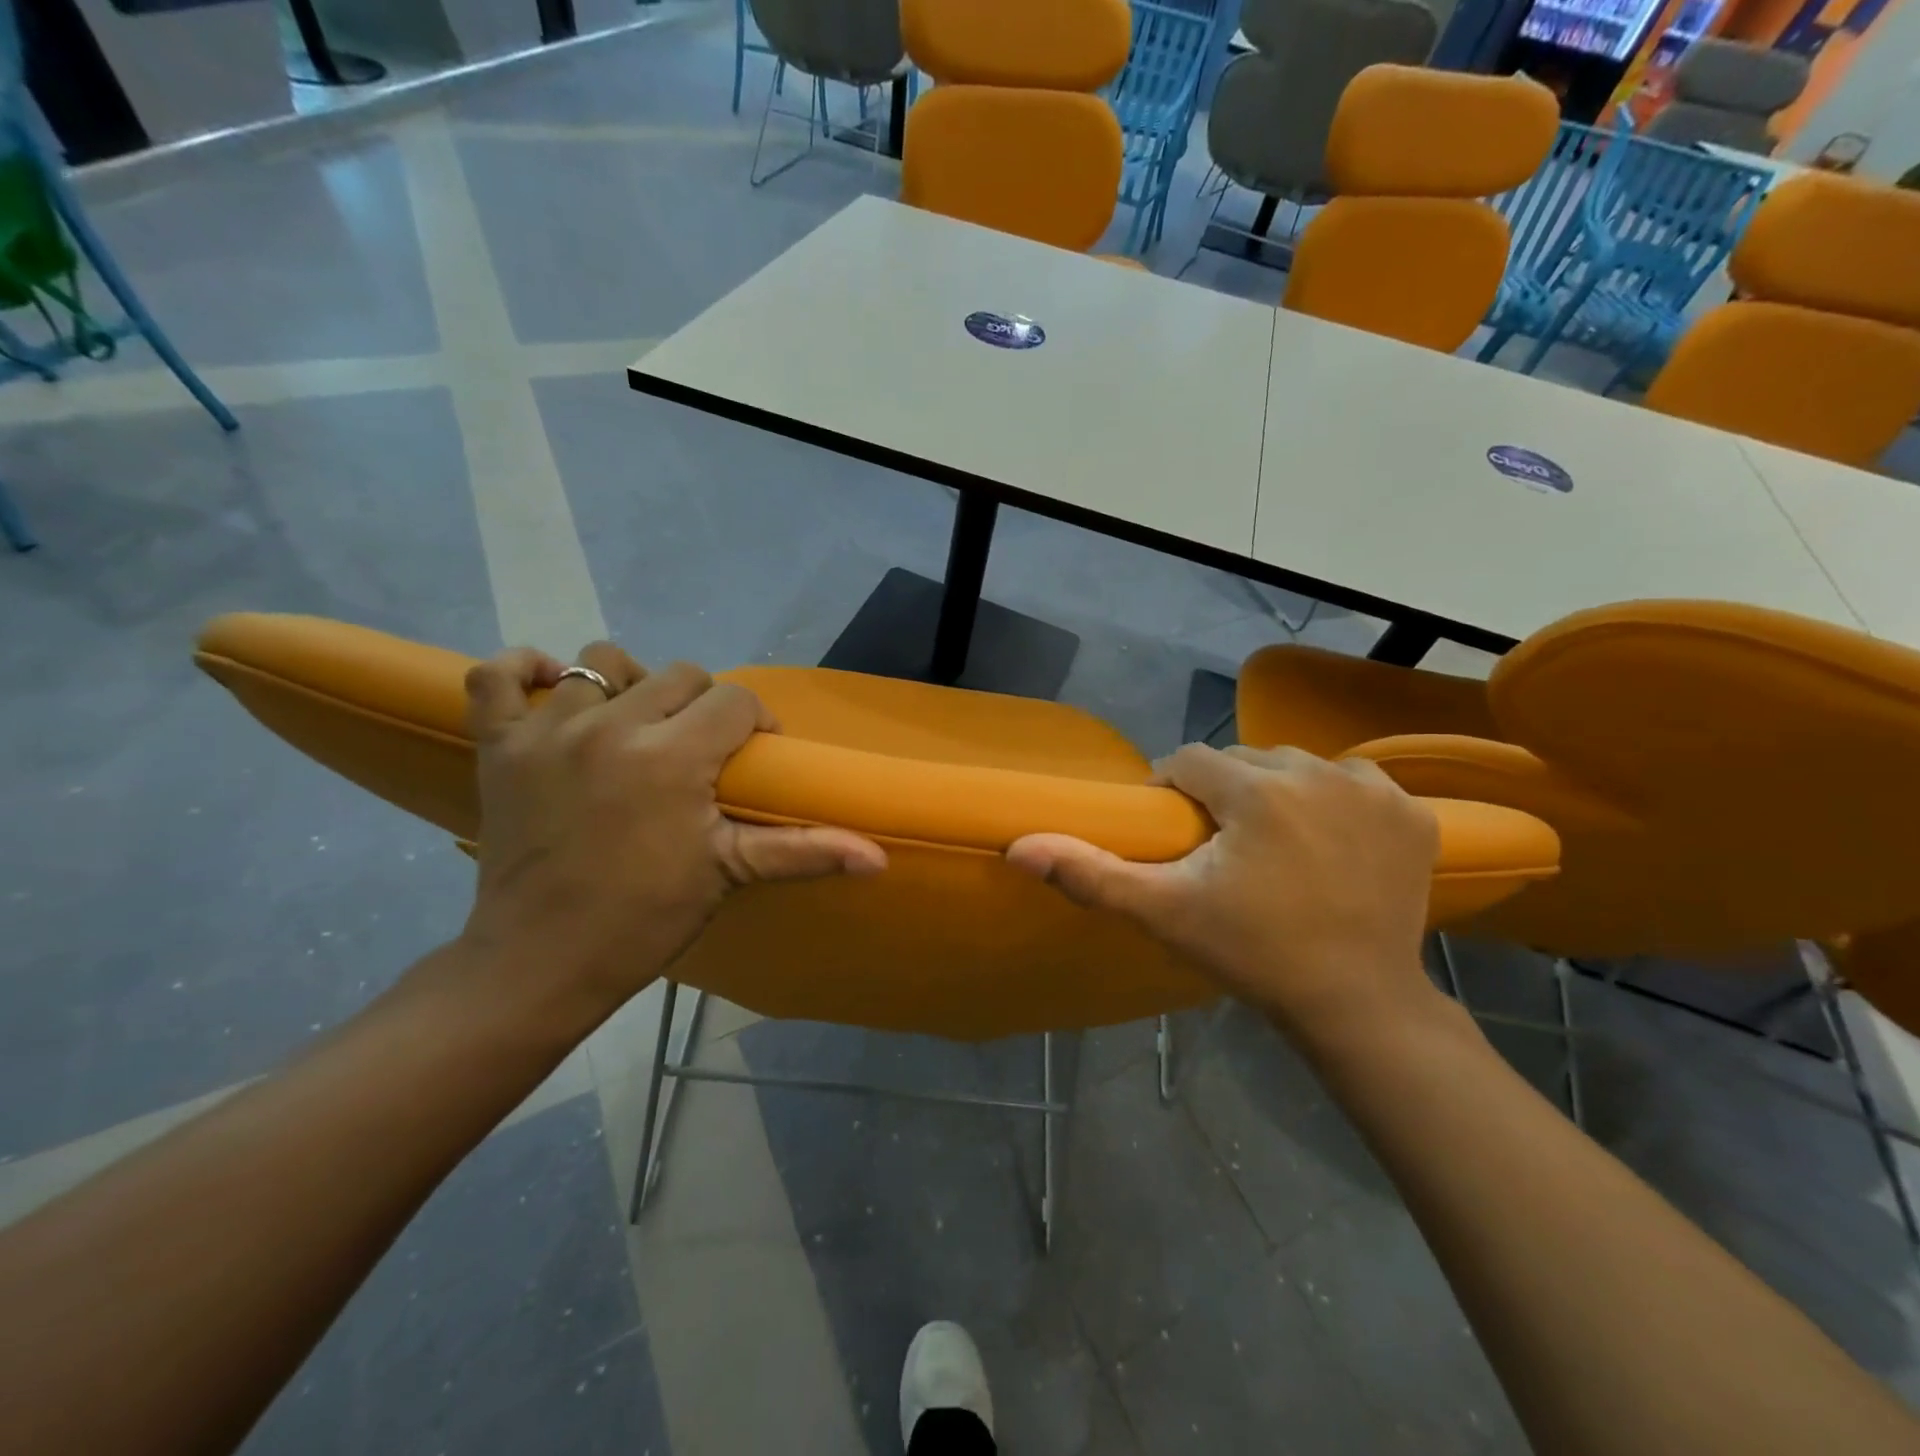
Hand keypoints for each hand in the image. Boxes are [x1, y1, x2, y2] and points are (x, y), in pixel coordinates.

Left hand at [452, 642, 886, 1029]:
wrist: (541, 960)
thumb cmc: (645, 918)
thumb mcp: (730, 874)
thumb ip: (807, 852)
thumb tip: (881, 858)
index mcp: (672, 756)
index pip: (734, 701)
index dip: (756, 722)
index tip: (753, 756)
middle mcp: (611, 726)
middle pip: (679, 676)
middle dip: (704, 706)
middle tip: (700, 750)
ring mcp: (547, 731)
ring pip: (601, 662)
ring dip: (631, 686)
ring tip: (637, 725)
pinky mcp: (500, 745)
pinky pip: (496, 676)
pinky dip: (523, 670)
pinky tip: (552, 687)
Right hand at [1006, 744, 1441, 1046]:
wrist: (1358, 1003)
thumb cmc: (1252, 954)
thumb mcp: (1163, 913)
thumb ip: (1091, 873)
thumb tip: (1018, 847)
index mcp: (1255, 790)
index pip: (1188, 761)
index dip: (1172, 793)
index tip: (1175, 835)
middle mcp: (1317, 772)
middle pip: (1244, 760)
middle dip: (1223, 793)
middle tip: (1220, 848)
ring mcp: (1373, 791)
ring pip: (1297, 767)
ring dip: (1276, 793)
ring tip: (1271, 845)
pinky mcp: (1411, 814)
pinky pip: (1353, 783)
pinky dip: (1334, 802)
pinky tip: (1328, 843)